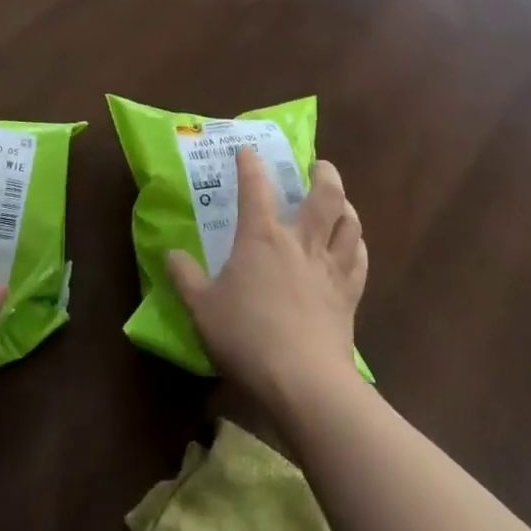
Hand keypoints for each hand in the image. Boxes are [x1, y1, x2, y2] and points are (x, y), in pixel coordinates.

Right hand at [167, 150, 366, 411]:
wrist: (303, 380)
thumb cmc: (247, 336)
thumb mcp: (201, 309)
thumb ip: (185, 278)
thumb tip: (170, 253)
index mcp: (262, 238)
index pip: (256, 187)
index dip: (251, 164)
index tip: (248, 150)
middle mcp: (300, 242)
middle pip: (323, 195)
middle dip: (323, 174)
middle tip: (319, 166)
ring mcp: (329, 267)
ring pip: (349, 223)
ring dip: (346, 206)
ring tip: (340, 201)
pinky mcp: (349, 295)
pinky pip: (359, 260)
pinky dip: (356, 245)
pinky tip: (353, 246)